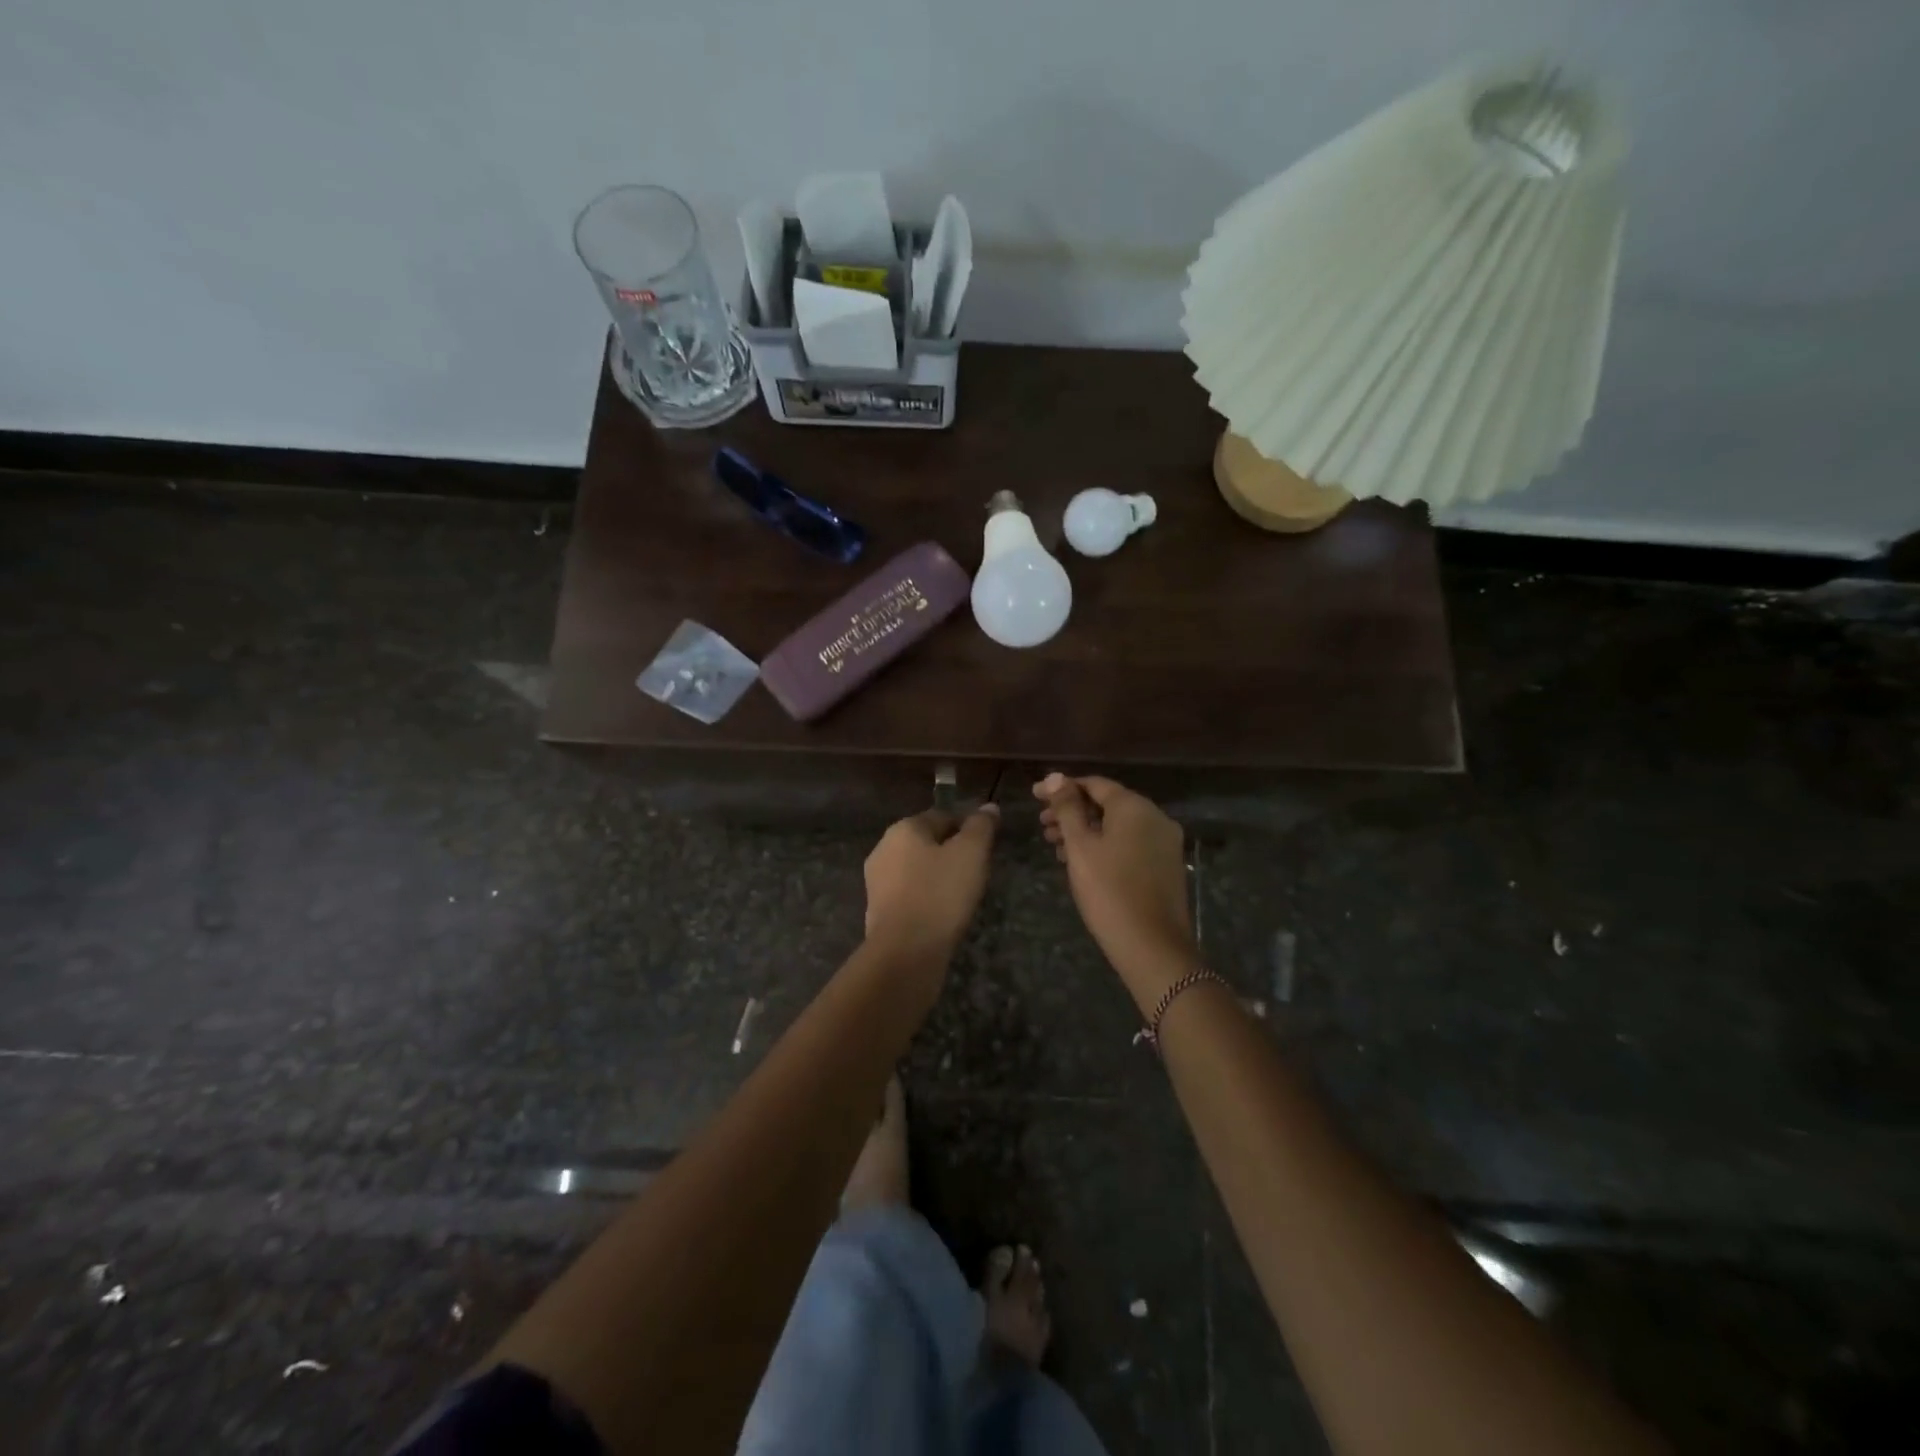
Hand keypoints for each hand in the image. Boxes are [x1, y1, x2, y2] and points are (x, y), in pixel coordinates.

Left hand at [864, 805, 999, 958]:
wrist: (904, 952)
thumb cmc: (940, 894)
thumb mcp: (971, 854)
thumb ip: (980, 827)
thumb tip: (989, 806)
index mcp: (904, 828)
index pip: (942, 815)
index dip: (967, 827)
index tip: (987, 846)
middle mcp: (883, 848)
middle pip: (927, 842)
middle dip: (951, 852)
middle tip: (977, 871)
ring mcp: (877, 881)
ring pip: (916, 869)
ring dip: (938, 876)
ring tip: (962, 895)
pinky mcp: (878, 910)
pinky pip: (909, 894)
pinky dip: (926, 898)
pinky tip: (942, 913)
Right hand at [1035, 774, 1196, 996]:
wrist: (1152, 946)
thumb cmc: (1108, 891)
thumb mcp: (1080, 846)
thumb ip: (1067, 808)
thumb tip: (1055, 777)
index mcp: (1135, 806)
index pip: (1094, 784)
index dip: (1061, 788)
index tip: (1035, 797)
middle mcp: (1155, 817)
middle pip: (1107, 804)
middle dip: (1072, 811)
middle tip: (1042, 825)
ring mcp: (1165, 842)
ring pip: (1118, 826)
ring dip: (1086, 830)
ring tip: (1055, 846)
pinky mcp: (1166, 866)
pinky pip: (1130, 843)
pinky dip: (1105, 845)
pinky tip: (1082, 862)